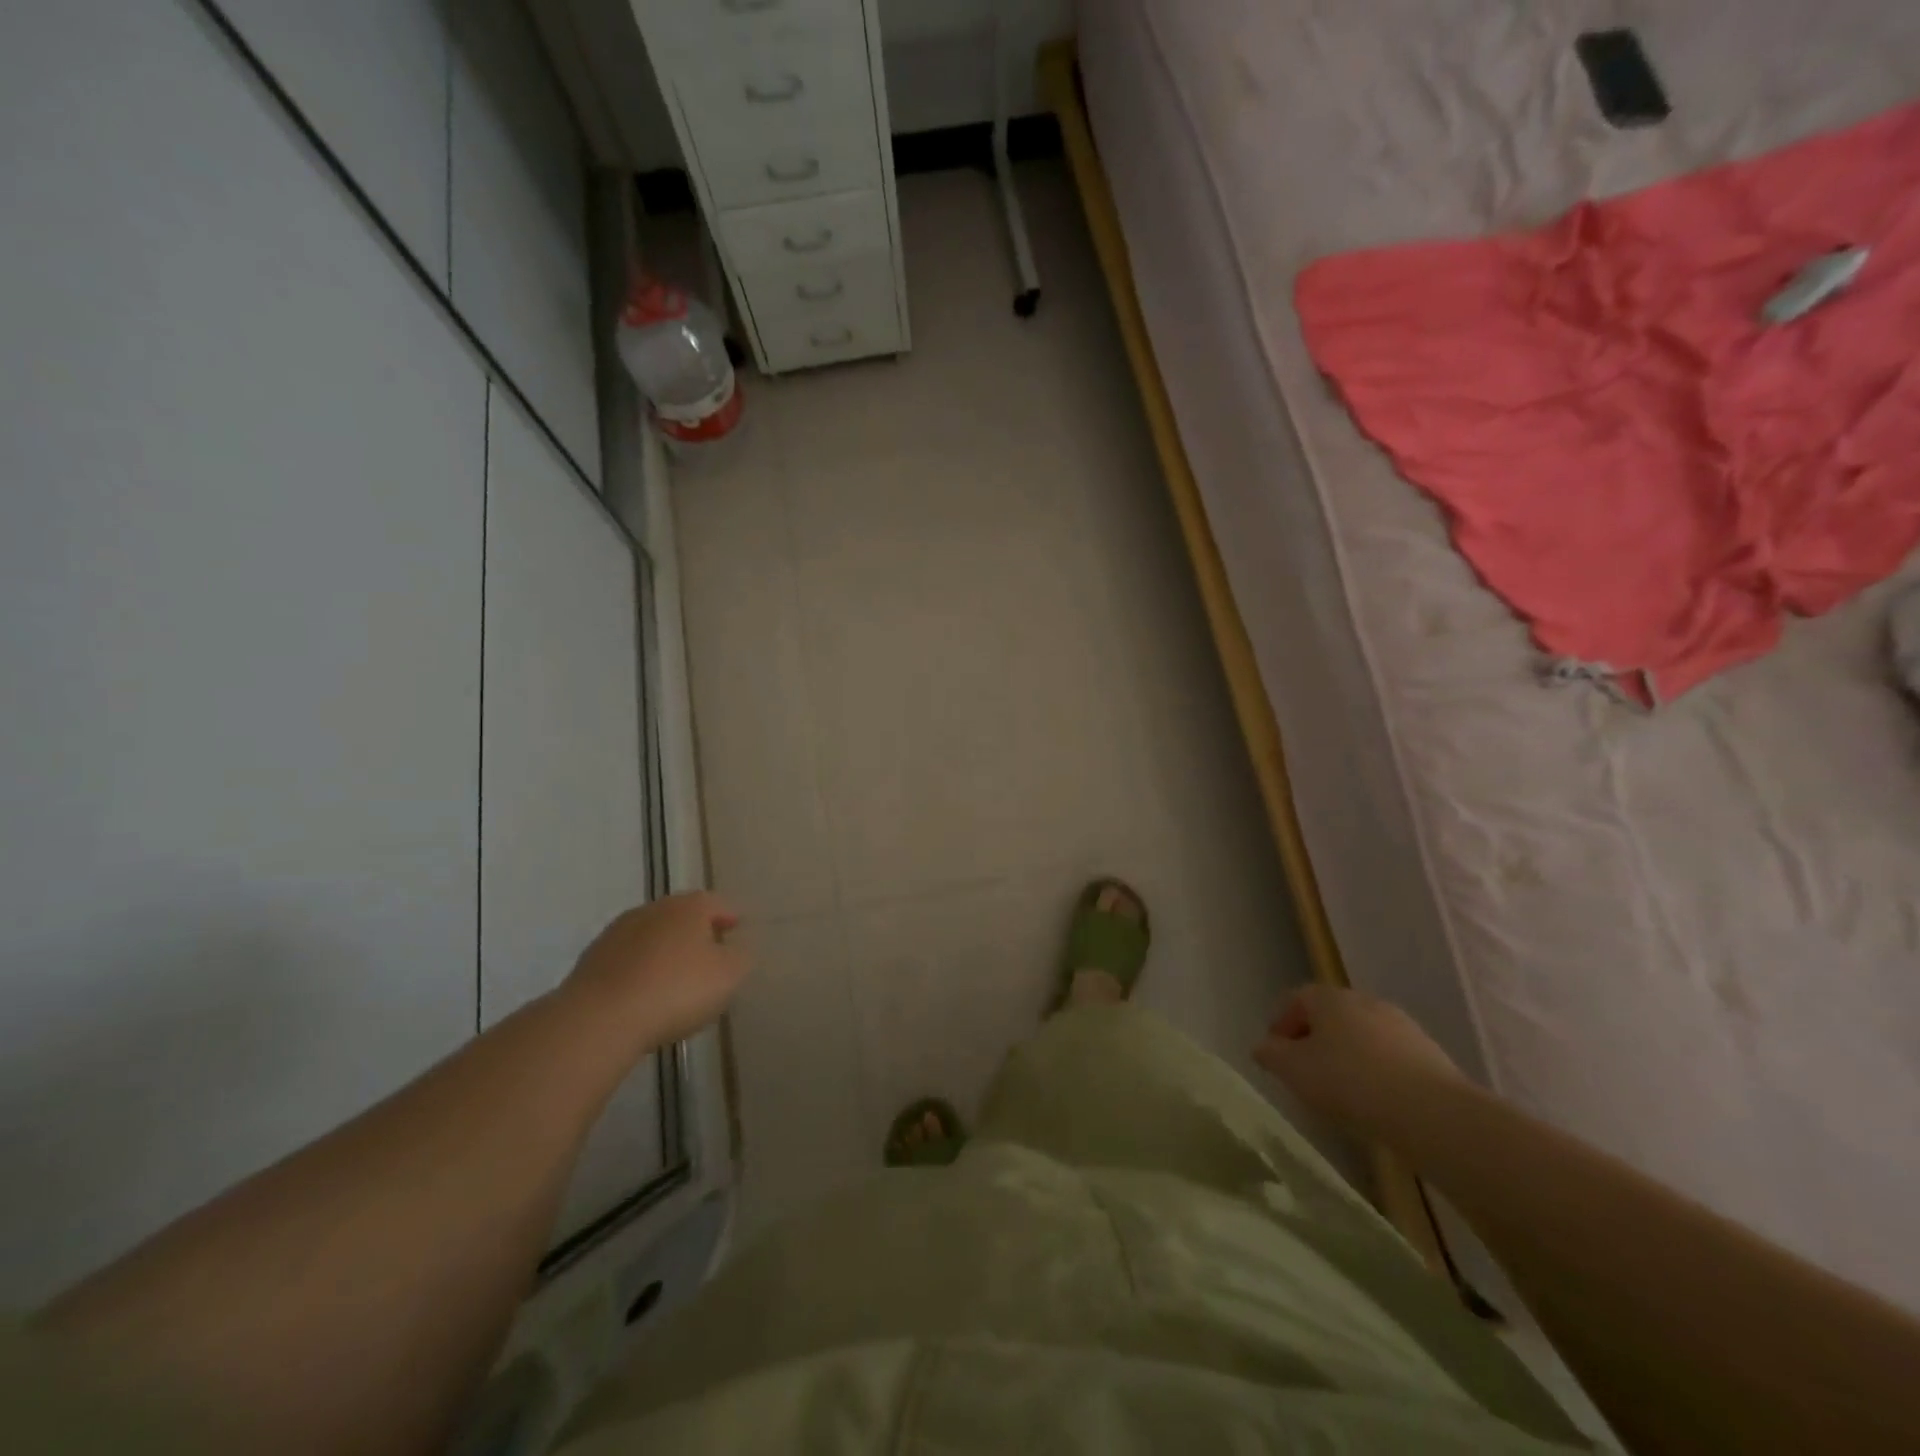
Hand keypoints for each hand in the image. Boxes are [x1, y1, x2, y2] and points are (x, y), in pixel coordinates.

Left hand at [564, 892, 748, 1048]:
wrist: (600, 1018)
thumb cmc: (676, 989)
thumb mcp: (728, 975)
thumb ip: (740, 957)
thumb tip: (734, 950)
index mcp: (689, 906)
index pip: (716, 903)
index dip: (729, 917)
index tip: (736, 930)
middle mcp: (653, 909)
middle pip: (682, 916)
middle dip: (696, 932)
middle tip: (709, 955)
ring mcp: (617, 932)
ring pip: (652, 936)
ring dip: (664, 951)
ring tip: (675, 979)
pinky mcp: (592, 960)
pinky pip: (627, 960)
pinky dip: (640, 970)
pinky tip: (644, 994)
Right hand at [1254, 984, 1464, 1138]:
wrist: (1432, 1113)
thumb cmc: (1349, 1082)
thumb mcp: (1294, 1071)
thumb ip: (1272, 1055)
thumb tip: (1264, 1047)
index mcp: (1329, 997)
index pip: (1296, 999)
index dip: (1280, 1023)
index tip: (1275, 1055)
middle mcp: (1364, 1001)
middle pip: (1330, 1015)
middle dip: (1314, 1040)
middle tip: (1304, 1072)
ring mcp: (1401, 1025)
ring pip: (1361, 1035)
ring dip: (1346, 1056)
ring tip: (1340, 1092)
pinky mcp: (1429, 1054)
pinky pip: (1389, 1057)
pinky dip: (1376, 1072)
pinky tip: (1375, 1102)